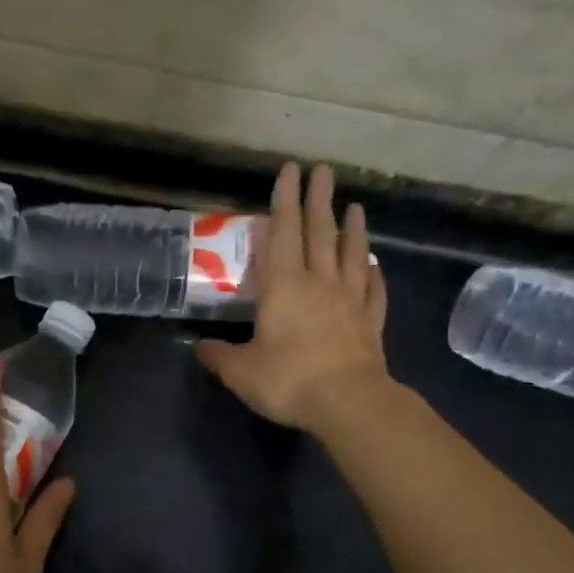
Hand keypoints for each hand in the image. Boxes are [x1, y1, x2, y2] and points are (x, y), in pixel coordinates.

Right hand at [196, 162, 389, 431]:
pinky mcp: (371, 322)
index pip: (281, 233)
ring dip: (352, 228)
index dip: (283, 201)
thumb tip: (199, 347)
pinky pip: (373, 290)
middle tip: (322, 171)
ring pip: (351, 254)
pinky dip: (373, 274)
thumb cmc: (289, 380)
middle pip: (319, 233)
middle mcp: (319, 283)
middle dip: (318, 200)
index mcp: (283, 287)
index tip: (289, 170)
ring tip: (355, 205)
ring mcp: (350, 301)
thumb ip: (219, 357)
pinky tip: (373, 264)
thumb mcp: (241, 372)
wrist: (348, 402)